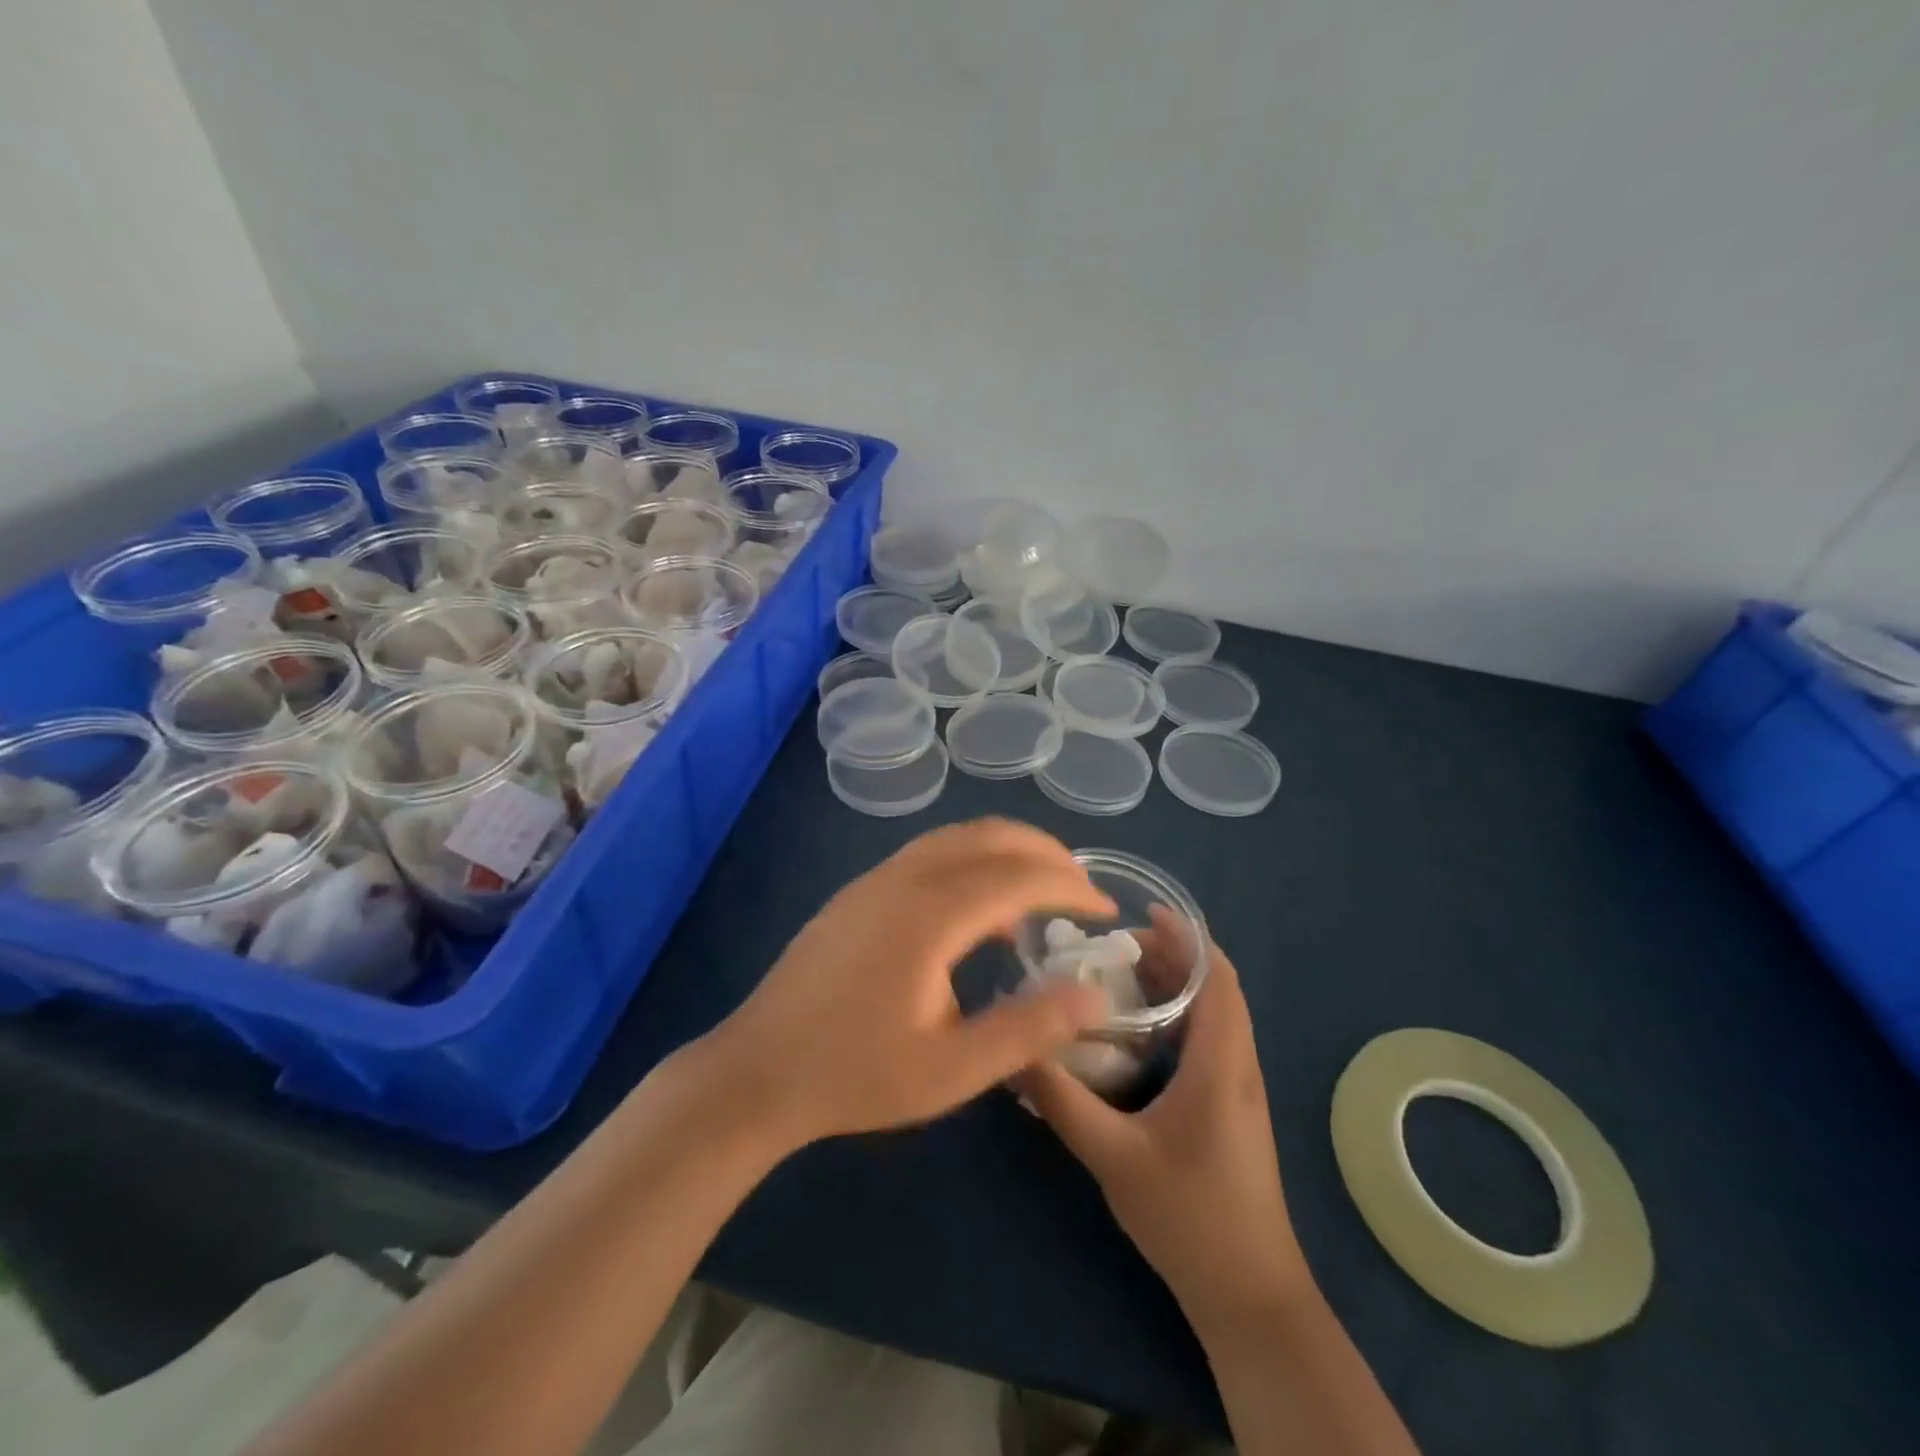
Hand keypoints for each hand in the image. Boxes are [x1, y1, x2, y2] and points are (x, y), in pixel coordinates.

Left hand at [709, 819, 1115, 1148]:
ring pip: (955, 838)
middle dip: (1044, 852)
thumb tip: (1095, 996)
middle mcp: (903, 878)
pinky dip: (970, 862)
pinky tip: (977, 913)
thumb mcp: (954, 1069)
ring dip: (1005, 850)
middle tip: (1081, 887)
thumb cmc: (857, 1074)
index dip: (1070, 887)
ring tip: (1039, 890)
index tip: (1106, 910)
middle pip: (988, 836)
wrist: (757, 1072)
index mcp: (930, 914)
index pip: (1019, 876)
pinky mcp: (857, 893)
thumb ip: (1029, 1028)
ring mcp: (874, 880)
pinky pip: (928, 854)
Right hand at [1017, 918, 1307, 1328]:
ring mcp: (1239, 1089)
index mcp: (1221, 1064)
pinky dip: (1178, 1016)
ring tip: (1119, 976)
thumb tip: (1012, 1051)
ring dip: (1175, 985)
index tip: (1142, 915)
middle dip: (1171, 956)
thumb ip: (1060, 1101)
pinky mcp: (1230, 1108)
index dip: (1187, 938)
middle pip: (1215, 989)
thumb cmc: (1189, 1219)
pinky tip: (1135, 1034)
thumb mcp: (1112, 1156)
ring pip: (1213, 1014)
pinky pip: (1208, 1040)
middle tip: (1113, 946)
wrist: (1250, 1297)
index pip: (1218, 978)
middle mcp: (1238, 1065)